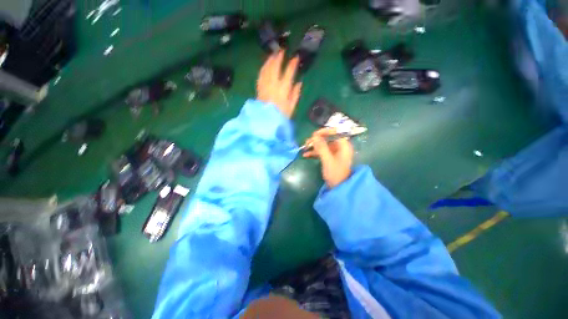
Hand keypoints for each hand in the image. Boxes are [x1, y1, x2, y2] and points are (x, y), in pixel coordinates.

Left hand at [257, 50, 301, 117]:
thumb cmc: (281, 116)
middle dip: (279, 58)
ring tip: (273, 54)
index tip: (295, 58)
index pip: (288, 73)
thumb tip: (299, 83)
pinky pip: (261, 75)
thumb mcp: (291, 108)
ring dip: (270, 61)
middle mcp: (273, 85)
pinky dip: (263, 68)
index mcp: (283, 90)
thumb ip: (295, 95)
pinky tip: (265, 65)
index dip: (292, 64)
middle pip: (275, 67)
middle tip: (282, 50)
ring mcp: (265, 86)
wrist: (266, 122)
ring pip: (266, 69)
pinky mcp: (259, 89)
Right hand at [303, 128, 353, 187]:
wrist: (338, 187)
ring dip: (314, 146)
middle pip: (327, 138)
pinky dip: (314, 152)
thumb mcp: (328, 161)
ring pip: (323, 144)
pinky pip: (321, 151)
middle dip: (316, 139)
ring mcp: (334, 152)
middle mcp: (340, 147)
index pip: (335, 132)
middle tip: (307, 143)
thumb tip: (314, 136)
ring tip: (304, 148)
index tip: (314, 135)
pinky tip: (305, 155)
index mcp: (343, 146)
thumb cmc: (336, 174)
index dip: (324, 131)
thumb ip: (322, 148)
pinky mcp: (330, 157)